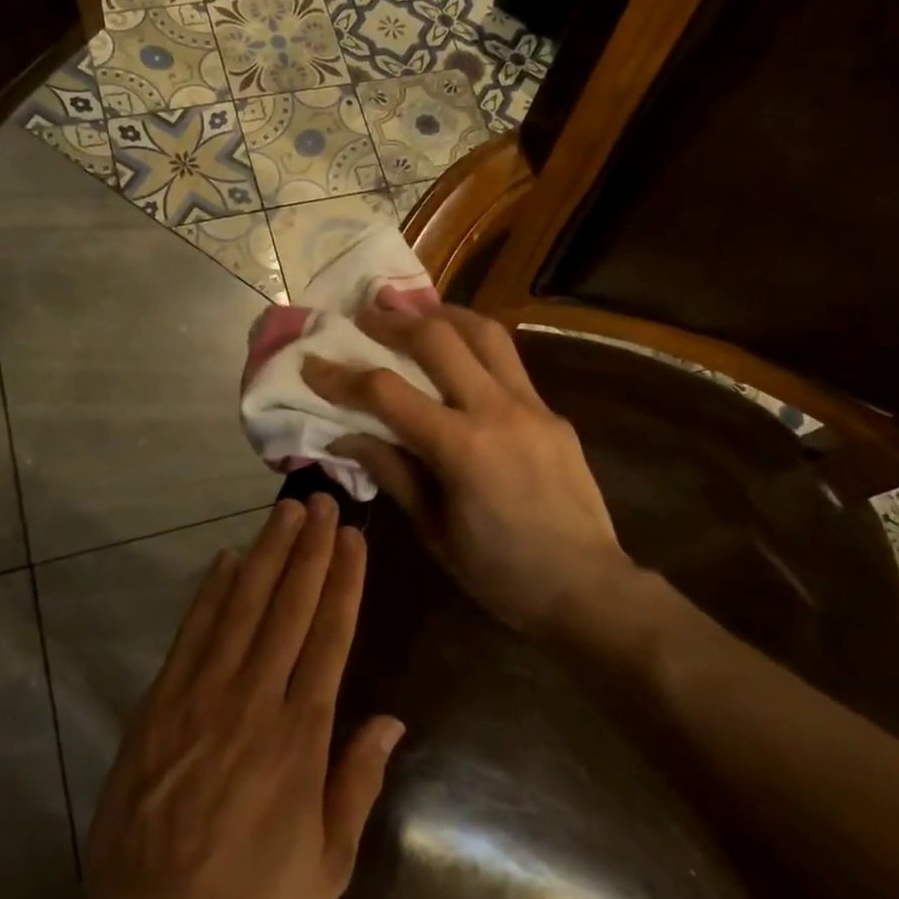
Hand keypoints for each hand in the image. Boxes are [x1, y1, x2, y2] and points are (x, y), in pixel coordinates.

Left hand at [82, 495, 404, 898]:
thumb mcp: (328, 862)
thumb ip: (359, 781)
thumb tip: (393, 719)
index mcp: (300, 736)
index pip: (328, 637)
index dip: (343, 582)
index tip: (352, 538)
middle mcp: (253, 700)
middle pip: (287, 608)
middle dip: (308, 550)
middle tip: (321, 502)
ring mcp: (201, 696)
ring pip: (241, 607)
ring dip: (265, 555)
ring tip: (285, 514)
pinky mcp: (160, 702)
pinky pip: (191, 634)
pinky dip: (210, 593)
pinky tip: (224, 560)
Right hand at [301, 306, 630, 634]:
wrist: (586, 588)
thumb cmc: (500, 573)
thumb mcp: (433, 530)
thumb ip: (392, 472)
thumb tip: (344, 437)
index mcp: (461, 448)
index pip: (387, 393)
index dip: (342, 377)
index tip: (312, 363)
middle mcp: (497, 411)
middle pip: (439, 339)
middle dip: (394, 321)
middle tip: (364, 313)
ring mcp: (532, 406)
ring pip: (485, 333)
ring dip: (443, 314)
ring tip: (415, 311)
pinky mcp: (552, 413)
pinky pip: (508, 364)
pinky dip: (475, 347)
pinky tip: (459, 358)